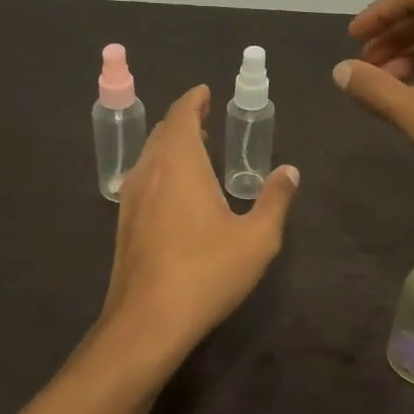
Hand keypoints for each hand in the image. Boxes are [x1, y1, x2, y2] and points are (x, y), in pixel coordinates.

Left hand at [100, 85, 300, 355]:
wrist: (148, 321)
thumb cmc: (206, 273)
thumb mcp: (257, 239)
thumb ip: (275, 200)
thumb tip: (289, 171)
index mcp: (180, 164)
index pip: (181, 115)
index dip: (194, 100)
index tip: (206, 92)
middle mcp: (150, 172)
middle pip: (162, 132)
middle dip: (183, 120)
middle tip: (205, 119)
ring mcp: (131, 199)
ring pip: (149, 156)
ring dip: (170, 145)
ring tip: (195, 150)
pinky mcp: (124, 224)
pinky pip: (143, 179)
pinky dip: (161, 169)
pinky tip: (176, 192)